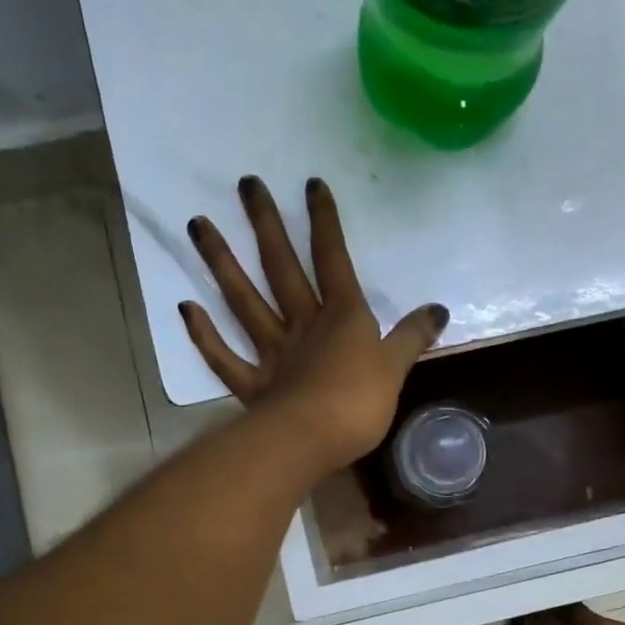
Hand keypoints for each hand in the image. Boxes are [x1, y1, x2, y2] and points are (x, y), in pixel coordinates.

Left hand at [181, 175, 448, 473]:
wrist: (311, 441)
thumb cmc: (359, 403)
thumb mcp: (396, 368)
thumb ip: (413, 337)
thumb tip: (439, 309)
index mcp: (342, 316)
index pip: (334, 259)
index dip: (324, 222)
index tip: (310, 184)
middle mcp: (303, 324)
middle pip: (282, 268)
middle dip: (266, 225)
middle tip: (246, 184)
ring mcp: (272, 353)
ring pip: (244, 301)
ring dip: (222, 263)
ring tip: (198, 225)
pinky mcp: (252, 386)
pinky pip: (224, 357)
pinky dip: (205, 335)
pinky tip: (186, 308)